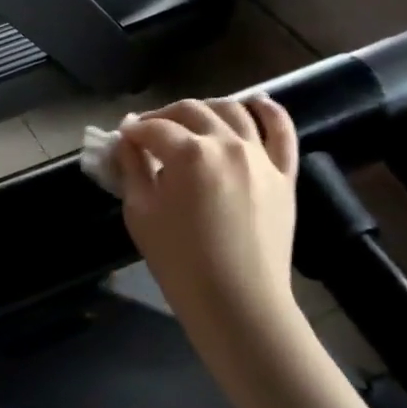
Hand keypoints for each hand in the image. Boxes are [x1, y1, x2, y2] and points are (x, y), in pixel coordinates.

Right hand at [116, 98, 302, 347]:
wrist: (239, 304)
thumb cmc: (180, 263)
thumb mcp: (141, 213)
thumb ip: (132, 169)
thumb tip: (127, 141)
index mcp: (189, 152)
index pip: (152, 128)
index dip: (132, 131)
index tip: (122, 139)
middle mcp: (227, 143)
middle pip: (190, 110)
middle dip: (163, 116)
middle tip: (148, 134)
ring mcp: (261, 156)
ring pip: (233, 110)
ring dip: (206, 108)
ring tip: (191, 121)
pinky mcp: (284, 174)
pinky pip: (282, 131)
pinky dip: (269, 111)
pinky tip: (257, 102)